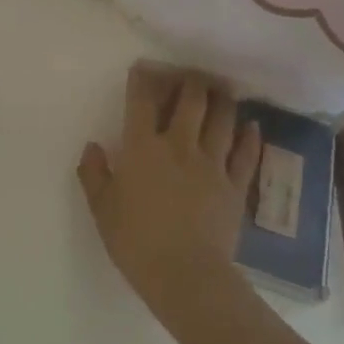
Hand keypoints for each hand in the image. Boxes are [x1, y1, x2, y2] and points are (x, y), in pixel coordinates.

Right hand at [77, 64, 262, 328]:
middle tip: (191, 75)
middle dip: (190, 82)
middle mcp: (179, 145)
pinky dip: (250, 137)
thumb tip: (92, 146)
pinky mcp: (235, 186)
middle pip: (190, 100)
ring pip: (222, 120)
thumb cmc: (137, 243)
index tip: (143, 68)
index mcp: (143, 147)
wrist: (186, 276)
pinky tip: (252, 125)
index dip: (142, 79)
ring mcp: (212, 164)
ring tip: (221, 90)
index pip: (142, 101)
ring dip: (221, 100)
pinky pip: (246, 154)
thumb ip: (94, 174)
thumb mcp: (102, 210)